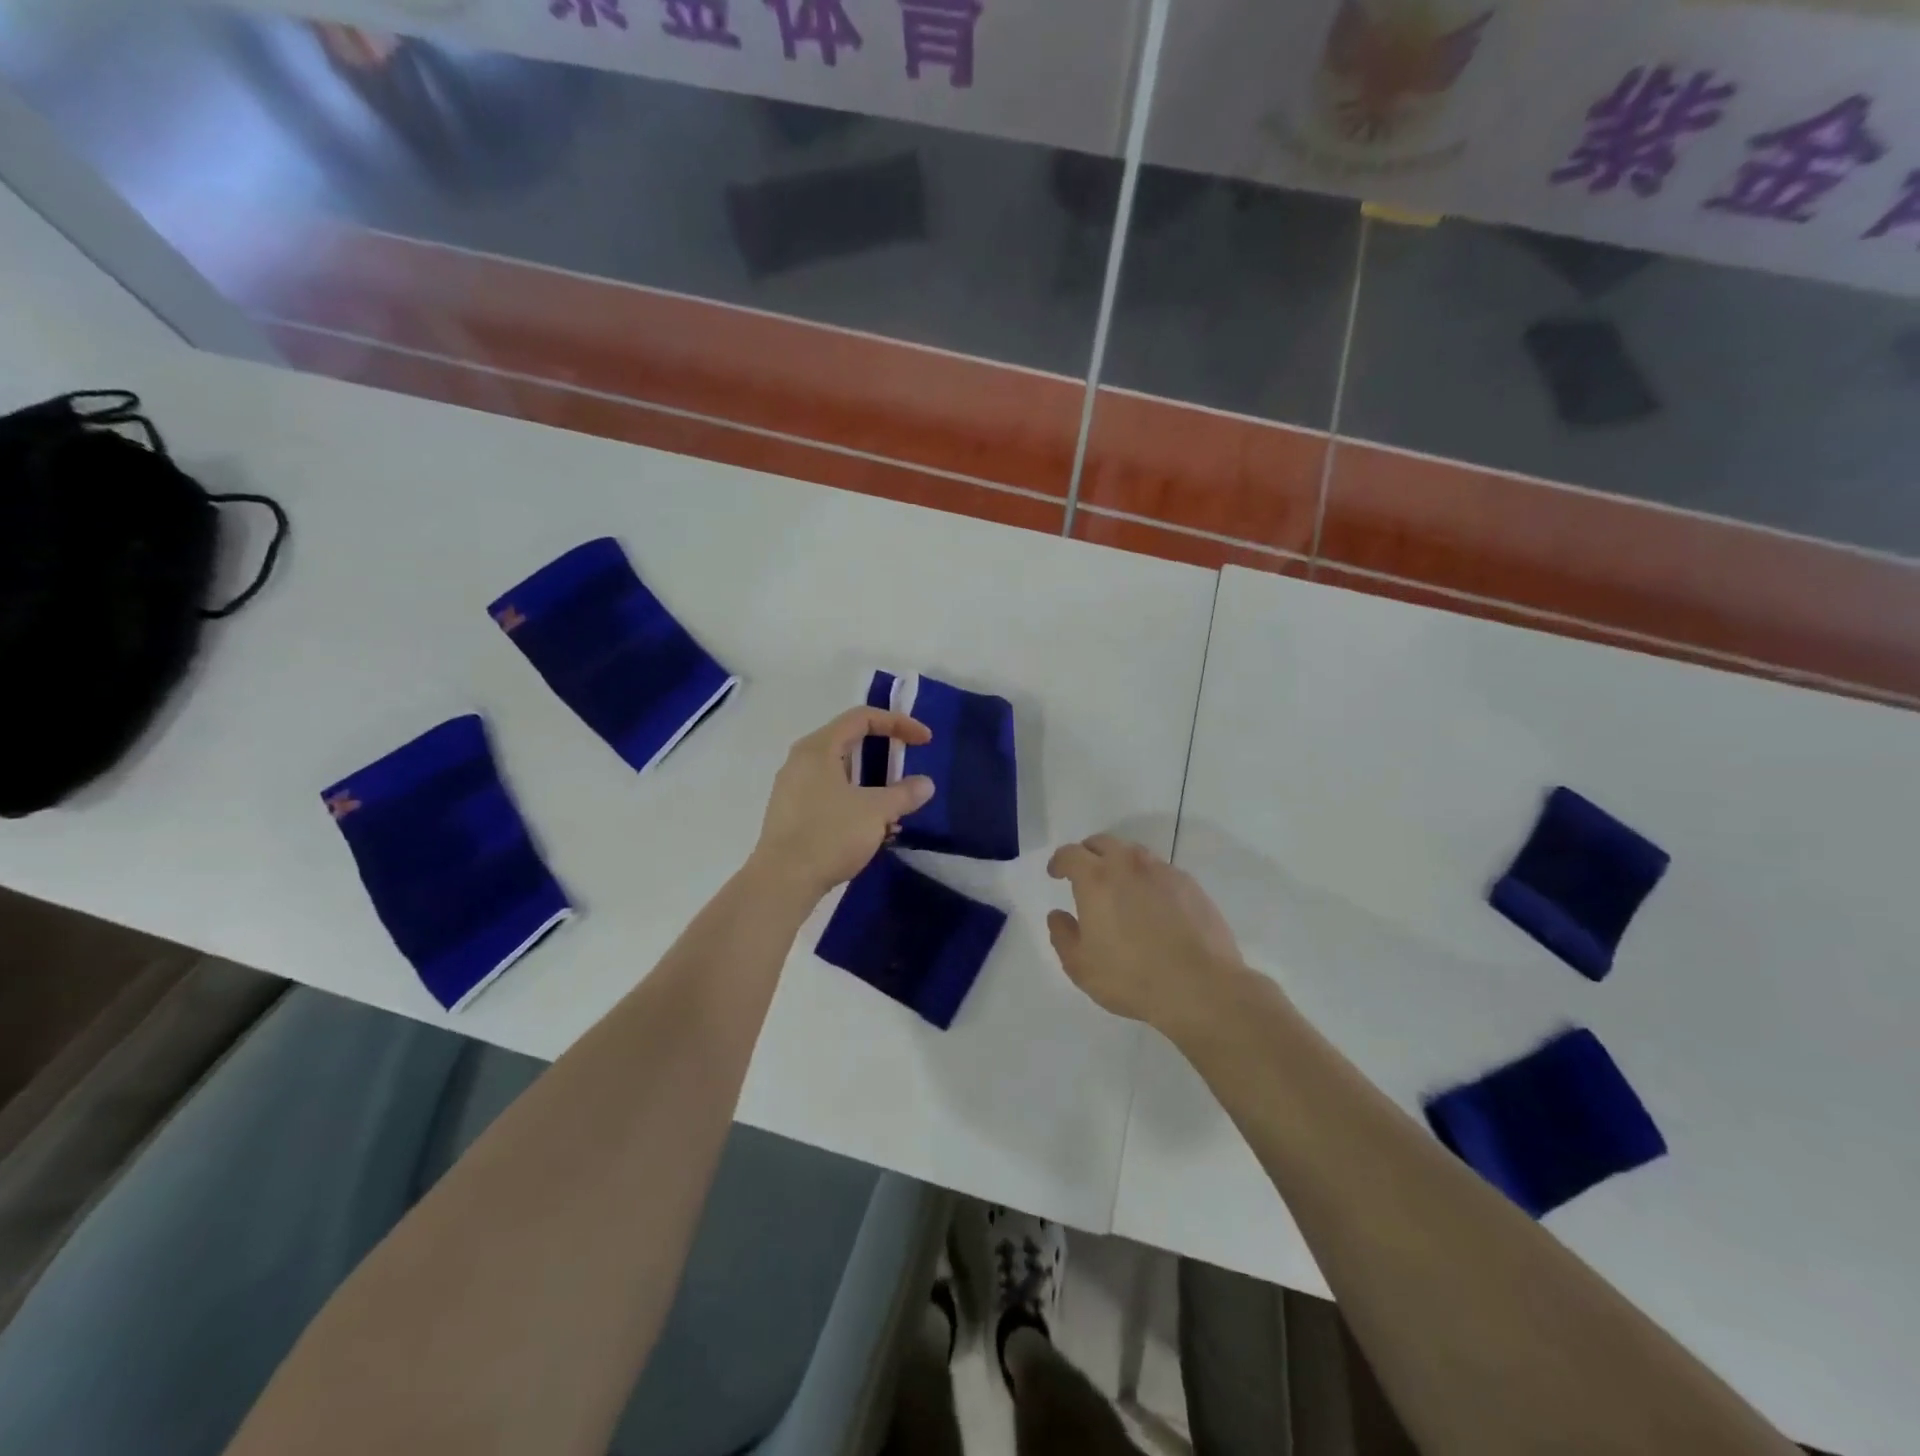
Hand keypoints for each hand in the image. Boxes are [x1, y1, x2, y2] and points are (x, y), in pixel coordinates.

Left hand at [750, 707, 935, 903]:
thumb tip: (925, 784)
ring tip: (895, 808)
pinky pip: (830, 795)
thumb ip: (904, 794)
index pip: (862, 718)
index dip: (898, 723)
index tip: (924, 741)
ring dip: (872, 784)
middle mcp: (801, 761)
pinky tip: (873, 829)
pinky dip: (855, 802)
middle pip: (849, 743)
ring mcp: (793, 788)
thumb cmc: (829, 835)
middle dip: (884, 754)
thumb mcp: (876, 812)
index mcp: (818, 748)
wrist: (782, 882)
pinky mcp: (792, 814)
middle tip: (907, 768)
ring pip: (841, 773)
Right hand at [1046, 834, 1245, 1031]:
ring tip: (1119, 888)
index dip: (1059, 861)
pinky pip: (1161, 872)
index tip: (1056, 873)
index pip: (1071, 854)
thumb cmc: (1132, 977)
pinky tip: (1152, 905)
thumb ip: (1062, 935)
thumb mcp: (1081, 966)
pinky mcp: (1190, 886)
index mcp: (1097, 878)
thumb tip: (1058, 915)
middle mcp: (1129, 865)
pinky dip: (1148, 879)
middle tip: (1084, 873)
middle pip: (1103, 843)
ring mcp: (1164, 872)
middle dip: (1088, 853)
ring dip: (1120, 863)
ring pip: (1134, 854)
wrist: (1201, 987)